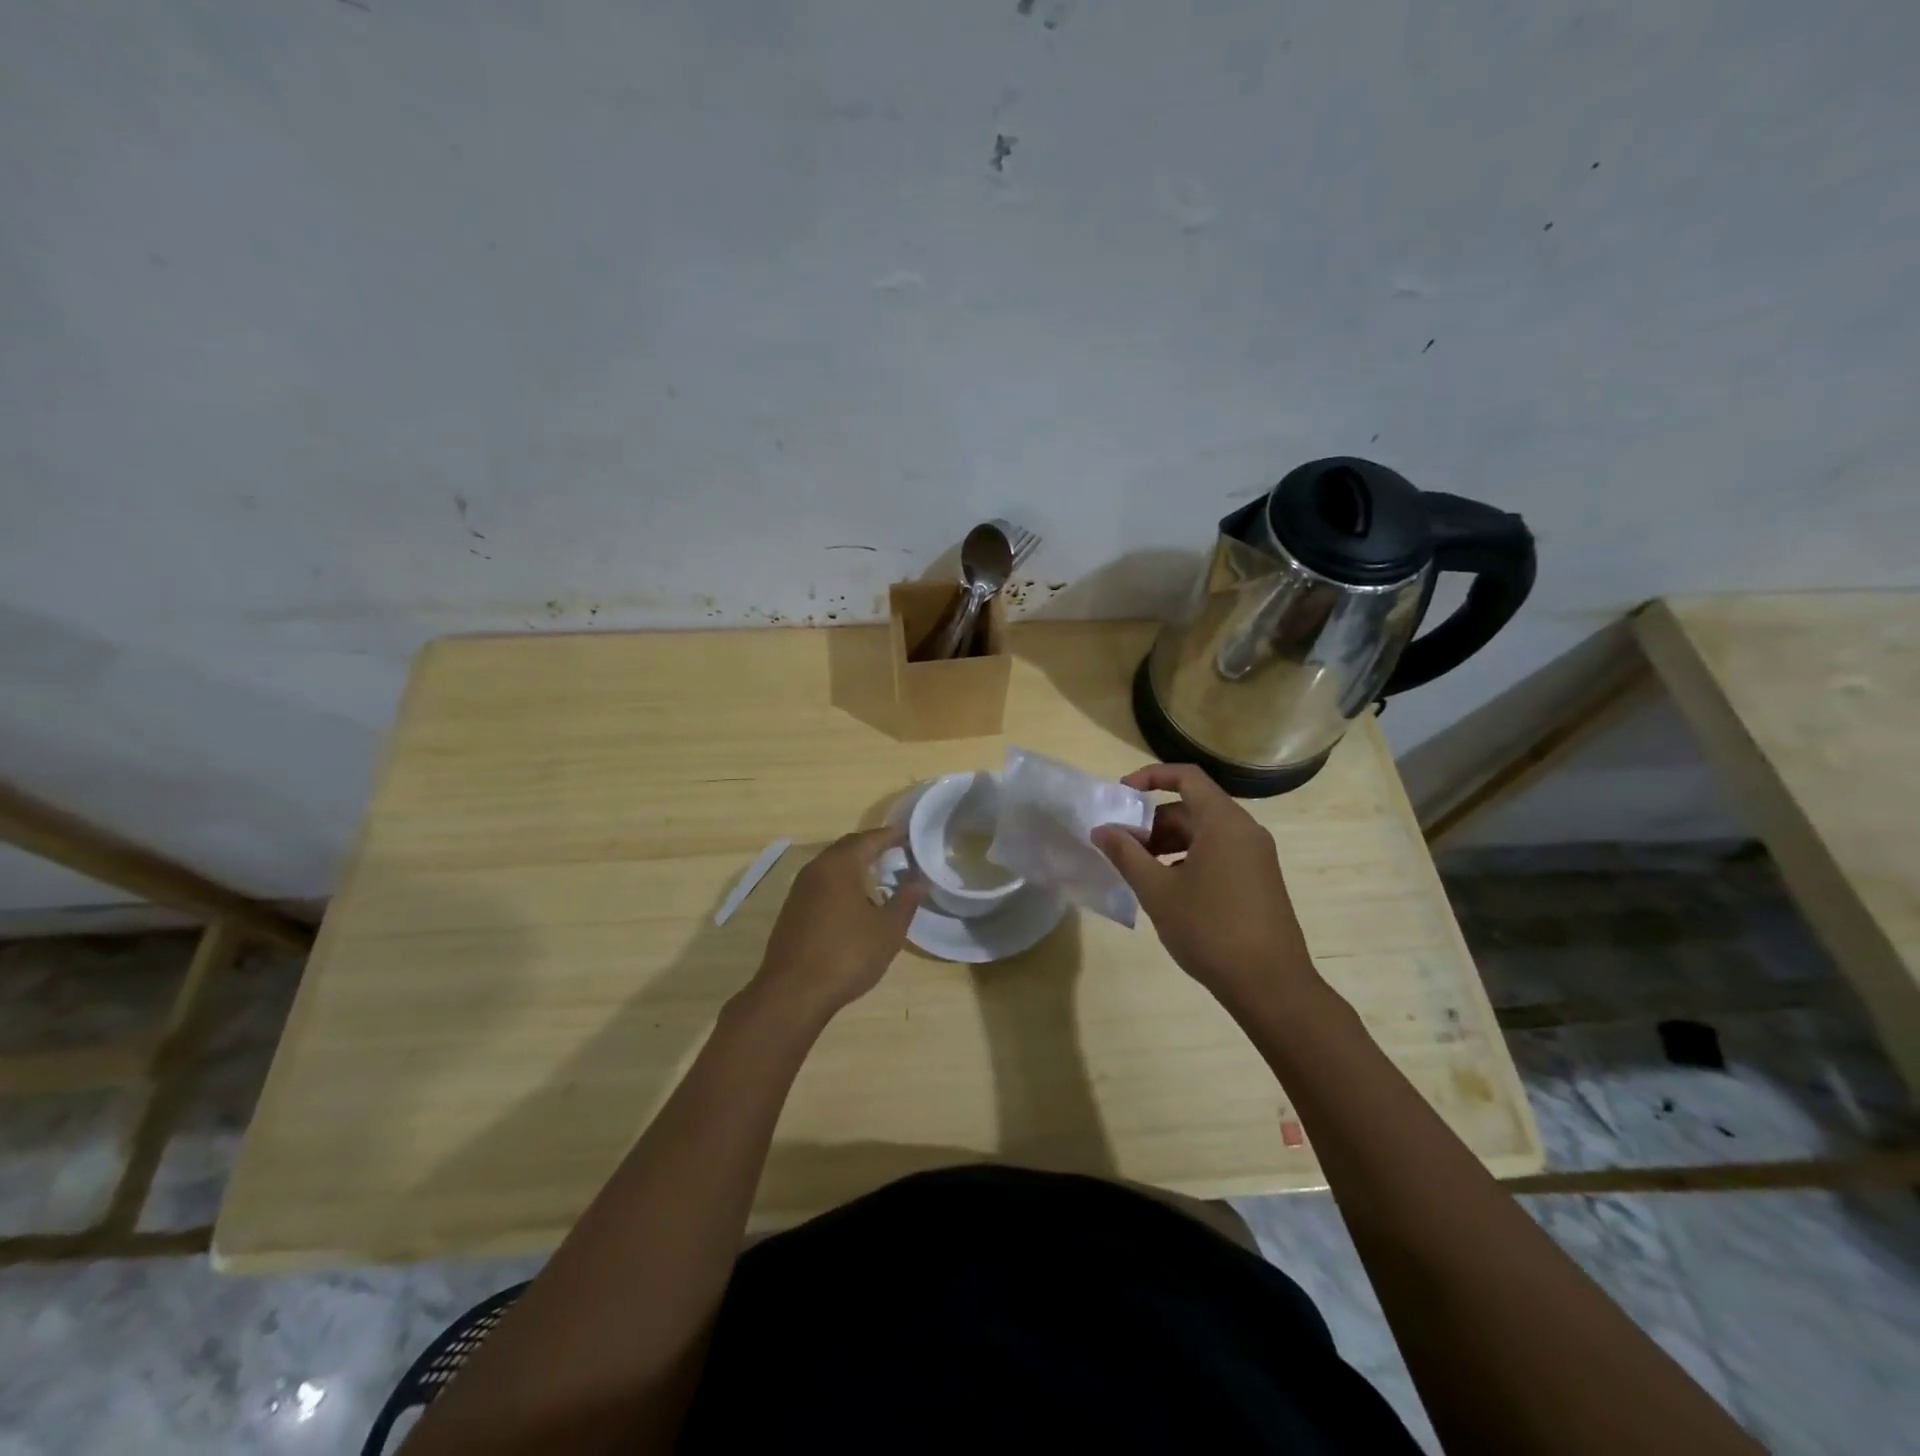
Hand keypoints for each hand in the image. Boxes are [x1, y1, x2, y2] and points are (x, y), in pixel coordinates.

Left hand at [749, 827, 925, 1022]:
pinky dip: (841, 883)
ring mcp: (800, 890)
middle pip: (847, 848)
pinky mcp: (792, 910)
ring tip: (879, 876)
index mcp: (840, 866)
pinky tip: (854, 902)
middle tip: (897, 854)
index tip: (909, 837)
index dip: (891, 836)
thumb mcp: (888, 930)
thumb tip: (919, 880)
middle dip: (872, 848)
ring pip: (832, 866)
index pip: (869, 839)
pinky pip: (822, 884)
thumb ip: (906, 900)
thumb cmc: (847, 955)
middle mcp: (816, 869)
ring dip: (855, 866)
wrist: (793, 993)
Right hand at [1094, 764, 1316, 1012]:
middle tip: (1123, 848)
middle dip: (1153, 822)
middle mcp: (1244, 830)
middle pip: (1192, 807)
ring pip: (1204, 833)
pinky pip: (1219, 853)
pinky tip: (1169, 891)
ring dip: (1168, 844)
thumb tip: (1102, 830)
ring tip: (1141, 873)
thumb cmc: (1210, 930)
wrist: (1271, 986)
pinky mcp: (1259, 880)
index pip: (1186, 777)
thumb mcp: (1157, 891)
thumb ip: (1126, 854)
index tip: (1120, 797)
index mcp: (1223, 822)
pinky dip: (1189, 859)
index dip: (1150, 777)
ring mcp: (1256, 856)